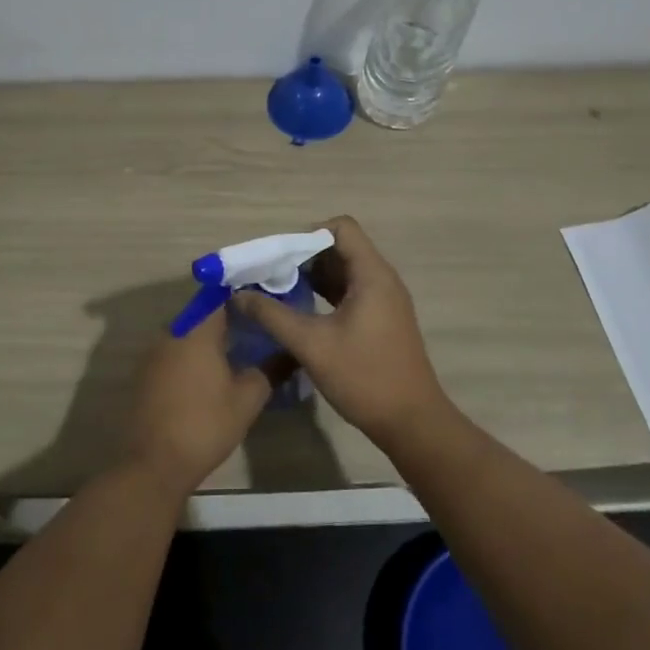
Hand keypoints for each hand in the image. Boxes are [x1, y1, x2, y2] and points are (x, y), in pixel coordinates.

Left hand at [125, 309, 270, 496]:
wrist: (154, 464)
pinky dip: (192, 356)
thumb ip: (271, 370)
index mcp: (196, 329)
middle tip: (257, 330)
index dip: (242, 296)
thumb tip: (291, 353)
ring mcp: (154, 353)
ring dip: (210, 339)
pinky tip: (210, 375)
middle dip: (229, 318)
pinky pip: (174, 352)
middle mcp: (172, 332)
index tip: (263, 304)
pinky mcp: (146, 374)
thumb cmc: (206, 424)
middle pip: (203, 313)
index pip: (220, 296)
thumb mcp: (248, 399)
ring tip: (238, 352)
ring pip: (187, 333)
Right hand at [232, 215, 448, 444]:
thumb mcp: (311, 344)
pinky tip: (300, 312)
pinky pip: (350, 292)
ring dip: (312, 276)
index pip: (341, 227)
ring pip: (344, 271)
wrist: (411, 422)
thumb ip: (273, 315)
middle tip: (271, 276)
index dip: (308, 234)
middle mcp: (381, 279)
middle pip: (340, 247)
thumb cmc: (364, 377)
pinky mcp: (381, 319)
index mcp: (372, 274)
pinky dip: (325, 294)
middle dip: (303, 257)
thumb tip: (238, 296)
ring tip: (279, 293)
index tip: (280, 258)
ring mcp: (383, 300)